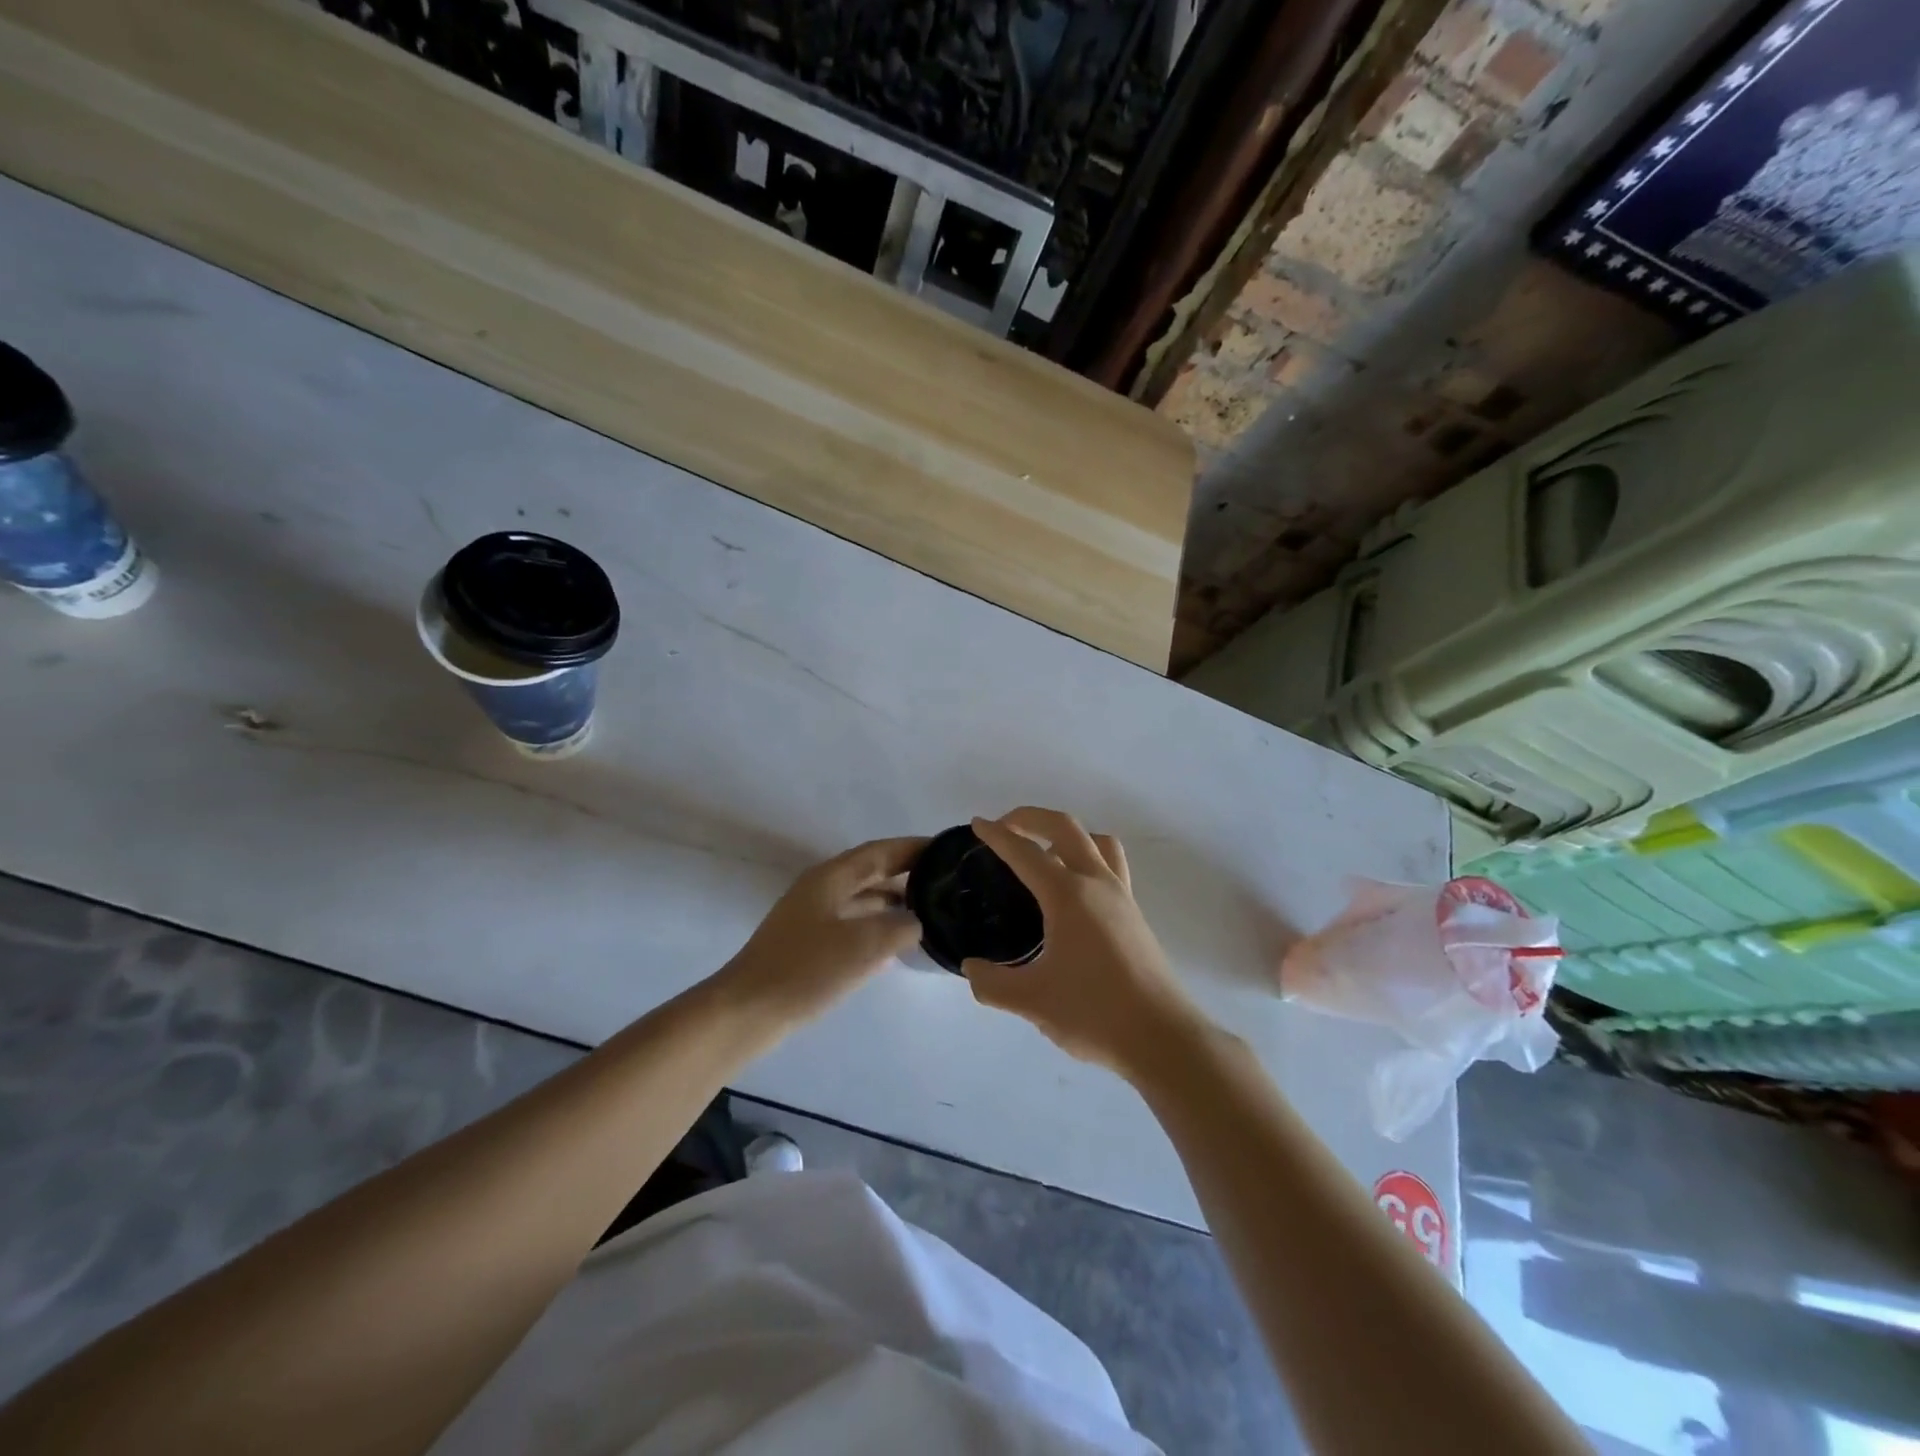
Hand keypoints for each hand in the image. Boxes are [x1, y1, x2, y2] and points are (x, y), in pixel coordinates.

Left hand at [723, 836, 926, 1026]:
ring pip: (862, 898)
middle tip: (945, 881)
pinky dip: (877, 925)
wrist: (748, 1011)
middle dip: (907, 873)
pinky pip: (853, 923)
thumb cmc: (806, 969)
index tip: (948, 850)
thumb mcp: (864, 945)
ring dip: (893, 900)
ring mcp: (812, 916)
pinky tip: (896, 944)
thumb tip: (917, 921)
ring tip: (929, 910)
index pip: (880, 852)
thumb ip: (900, 926)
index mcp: (831, 877)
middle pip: (870, 871)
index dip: (914, 848)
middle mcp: (821, 889)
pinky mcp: (809, 944)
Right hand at [964, 808, 1208, 1077]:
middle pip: (1065, 828)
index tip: (978, 825)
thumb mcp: (1032, 1001)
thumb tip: (971, 968)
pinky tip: (1072, 892)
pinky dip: (1087, 858)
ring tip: (1043, 854)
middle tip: (1005, 827)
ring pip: (1096, 841)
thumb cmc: (1094, 1013)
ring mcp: (1122, 896)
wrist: (1161, 1037)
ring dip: (1066, 834)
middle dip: (1031, 818)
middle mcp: (1097, 884)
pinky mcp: (1135, 914)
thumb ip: (992, 983)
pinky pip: (1111, 865)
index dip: (998, 835)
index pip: (1025, 852)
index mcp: (1069, 896)